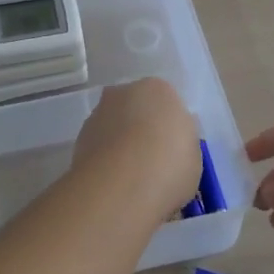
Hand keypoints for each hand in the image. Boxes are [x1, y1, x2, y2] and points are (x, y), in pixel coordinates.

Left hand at [73, 79, 199, 222]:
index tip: (173, 153)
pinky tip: (114, 183)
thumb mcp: (194, 156)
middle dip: (142, 130)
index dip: (170, 129)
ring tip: (131, 179)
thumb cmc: (170, 165)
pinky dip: (105, 159)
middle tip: (152, 163)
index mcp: (159, 89)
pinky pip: (99, 145)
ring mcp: (99, 112)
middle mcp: (125, 91)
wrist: (122, 184)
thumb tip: (172, 143)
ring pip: (115, 126)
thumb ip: (182, 143)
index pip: (167, 103)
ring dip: (120, 144)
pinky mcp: (79, 136)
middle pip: (137, 109)